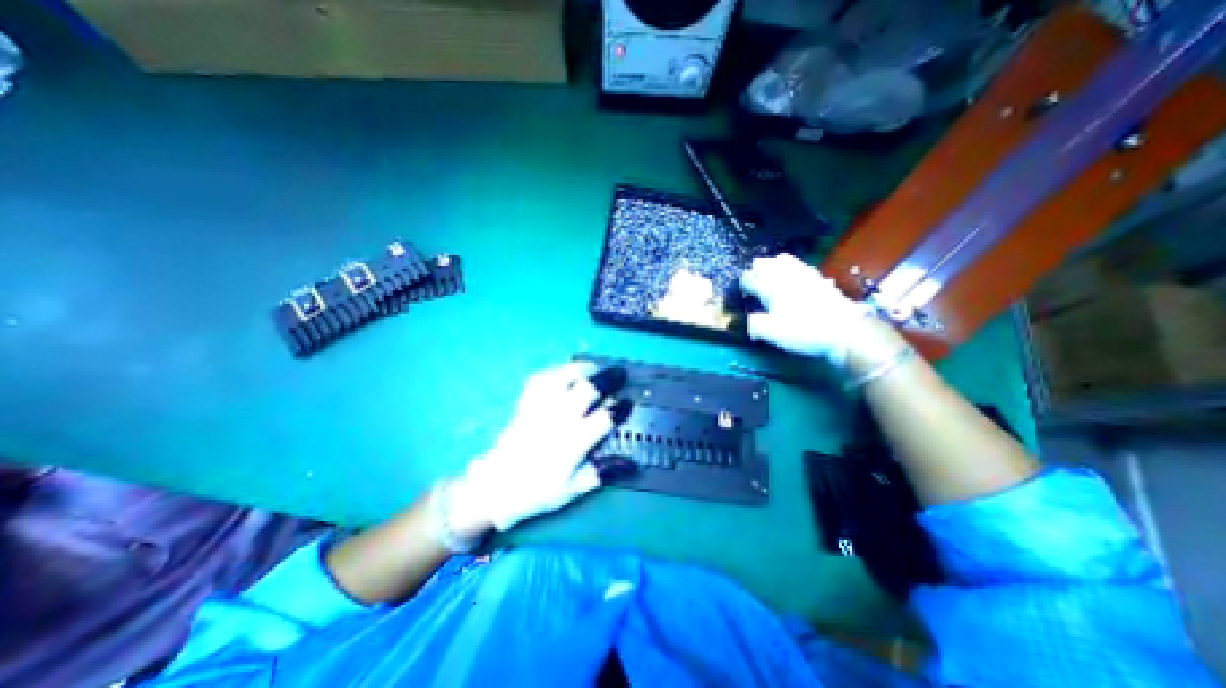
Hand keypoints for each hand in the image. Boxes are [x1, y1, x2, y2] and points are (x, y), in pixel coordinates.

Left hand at [450, 365, 617, 530]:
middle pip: (587, 390)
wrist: (496, 487)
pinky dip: (556, 371)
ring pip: (562, 378)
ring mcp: (540, 409)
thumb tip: (632, 465)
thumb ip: (602, 473)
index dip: (619, 408)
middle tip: (620, 374)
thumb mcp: (573, 489)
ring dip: (582, 369)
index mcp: (572, 443)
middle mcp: (558, 420)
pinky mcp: (525, 403)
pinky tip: (565, 372)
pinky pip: (540, 379)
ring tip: (595, 367)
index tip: (628, 402)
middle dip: (608, 378)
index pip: (603, 418)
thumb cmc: (538, 490)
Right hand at [736, 252, 897, 370]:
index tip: (742, 293)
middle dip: (756, 270)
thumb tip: (747, 321)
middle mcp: (785, 276)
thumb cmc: (803, 330)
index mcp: (770, 286)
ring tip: (772, 276)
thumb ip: (754, 324)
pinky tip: (796, 279)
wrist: (845, 331)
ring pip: (784, 260)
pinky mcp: (819, 279)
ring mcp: (804, 274)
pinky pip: (801, 267)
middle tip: (754, 282)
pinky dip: (793, 270)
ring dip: (774, 266)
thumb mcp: (771, 333)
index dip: (743, 284)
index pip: (749, 278)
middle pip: (765, 263)